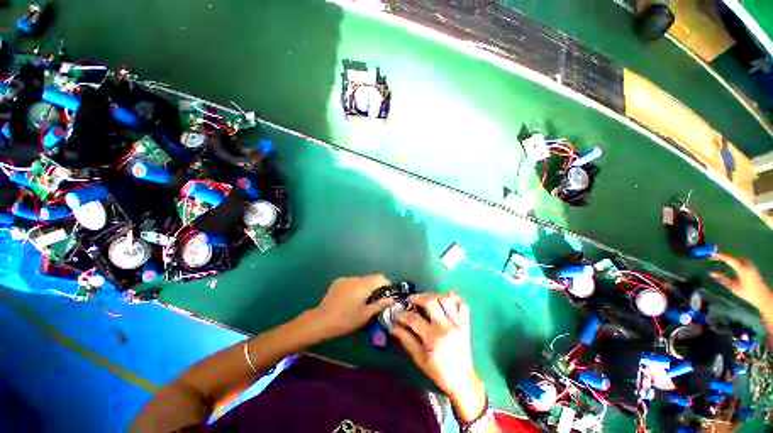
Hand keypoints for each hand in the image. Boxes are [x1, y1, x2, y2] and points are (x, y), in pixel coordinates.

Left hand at [311, 275, 395, 338]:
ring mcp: (346, 279)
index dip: (387, 284)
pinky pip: (351, 282)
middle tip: (377, 298)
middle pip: (371, 277)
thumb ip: (380, 304)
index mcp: (365, 285)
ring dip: (365, 286)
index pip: (381, 278)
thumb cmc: (346, 320)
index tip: (388, 293)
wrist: (321, 320)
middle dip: (376, 285)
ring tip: (362, 299)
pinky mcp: (338, 282)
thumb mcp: (366, 314)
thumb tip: (392, 299)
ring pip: (361, 280)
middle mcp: (356, 278)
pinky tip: (350, 298)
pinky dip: (355, 287)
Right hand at [391, 292, 485, 422]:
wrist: (463, 381)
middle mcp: (446, 327)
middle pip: (430, 302)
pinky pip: (463, 305)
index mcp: (433, 338)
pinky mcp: (466, 324)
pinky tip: (446, 298)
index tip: (397, 314)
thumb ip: (407, 340)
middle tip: (411, 300)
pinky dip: (455, 299)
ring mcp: (458, 324)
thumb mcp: (420, 359)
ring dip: (434, 295)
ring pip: (446, 299)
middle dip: (418, 297)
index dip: (403, 314)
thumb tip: (393, 327)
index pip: (414, 319)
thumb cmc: (439, 372)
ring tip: (426, 298)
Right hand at [710, 251, 771, 310]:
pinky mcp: (749, 264)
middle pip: (730, 256)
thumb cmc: (747, 293)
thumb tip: (711, 273)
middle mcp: (745, 263)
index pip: (727, 258)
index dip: (718, 254)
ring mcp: (748, 263)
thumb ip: (723, 279)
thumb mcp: (733, 287)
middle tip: (708, 256)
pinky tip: (725, 261)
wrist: (762, 295)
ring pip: (733, 257)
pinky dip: (729, 259)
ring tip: (714, 258)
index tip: (708, 252)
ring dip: (724, 257)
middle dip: (719, 255)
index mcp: (741, 268)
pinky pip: (737, 259)